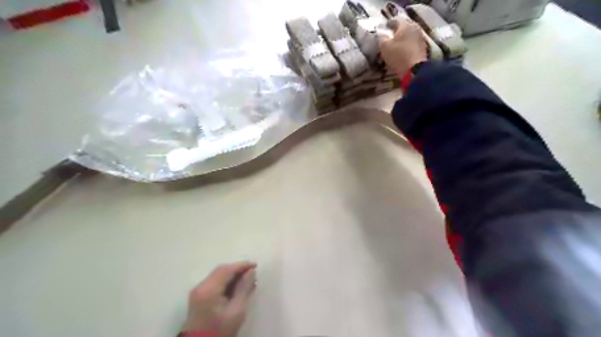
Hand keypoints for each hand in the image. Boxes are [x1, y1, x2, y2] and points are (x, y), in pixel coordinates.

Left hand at [181, 261, 254, 336]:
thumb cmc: (221, 330)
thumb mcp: (237, 311)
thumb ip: (244, 288)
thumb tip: (251, 272)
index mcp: (209, 289)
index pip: (227, 270)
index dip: (242, 265)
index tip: (256, 265)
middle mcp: (201, 286)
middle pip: (221, 270)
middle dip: (237, 269)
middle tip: (252, 272)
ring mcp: (198, 292)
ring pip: (218, 275)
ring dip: (232, 275)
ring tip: (247, 279)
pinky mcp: (198, 297)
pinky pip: (214, 282)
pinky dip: (226, 281)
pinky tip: (236, 286)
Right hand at [377, 15, 429, 75]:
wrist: (415, 69)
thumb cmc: (398, 55)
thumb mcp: (384, 47)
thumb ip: (382, 38)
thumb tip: (382, 35)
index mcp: (405, 25)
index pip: (396, 19)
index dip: (389, 23)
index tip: (385, 27)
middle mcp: (415, 28)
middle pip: (404, 27)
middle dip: (397, 31)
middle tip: (390, 36)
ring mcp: (420, 38)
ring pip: (409, 35)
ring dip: (403, 39)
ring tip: (396, 45)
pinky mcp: (423, 48)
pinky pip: (412, 44)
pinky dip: (407, 46)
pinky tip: (403, 51)